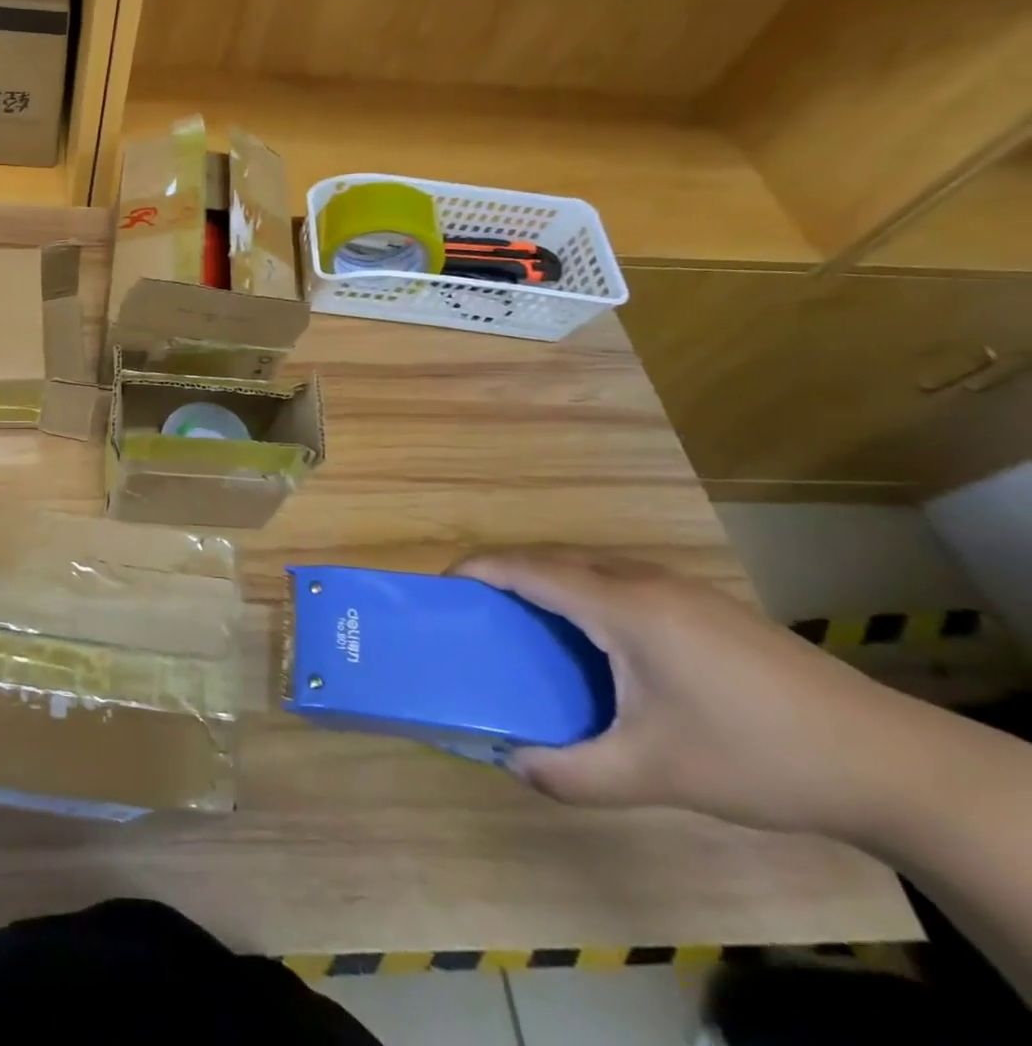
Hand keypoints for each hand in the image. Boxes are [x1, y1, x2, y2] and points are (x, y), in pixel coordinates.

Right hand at [453, 549, 920, 838]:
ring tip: (523, 622)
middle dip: (504, 572)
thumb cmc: (758, 754)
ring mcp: (680, 588)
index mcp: (622, 606)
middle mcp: (643, 580)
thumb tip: (512, 765)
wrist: (891, 763)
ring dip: (545, 579)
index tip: (440, 586)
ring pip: (588, 565)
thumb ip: (574, 772)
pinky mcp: (705, 606)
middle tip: (474, 610)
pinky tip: (594, 639)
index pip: (528, 568)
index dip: (478, 569)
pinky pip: (618, 579)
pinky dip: (581, 591)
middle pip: (552, 557)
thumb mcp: (656, 774)